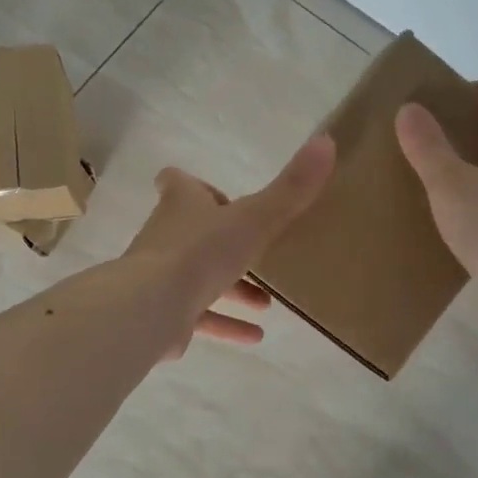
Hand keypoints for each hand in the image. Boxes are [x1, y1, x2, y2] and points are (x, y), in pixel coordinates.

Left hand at [121, 135, 335, 357]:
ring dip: (232, 288)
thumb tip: (327, 141)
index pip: (178, 183)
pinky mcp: (165, 315)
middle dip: (226, 244)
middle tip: (259, 253)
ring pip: (199, 278)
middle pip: (193, 233)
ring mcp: (162, 278)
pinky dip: (226, 325)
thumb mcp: (254, 218)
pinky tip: (255, 336)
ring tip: (266, 302)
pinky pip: (200, 318)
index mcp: (182, 205)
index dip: (196, 186)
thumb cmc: (200, 253)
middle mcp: (167, 236)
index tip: (220, 197)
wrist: (151, 307)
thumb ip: (291, 188)